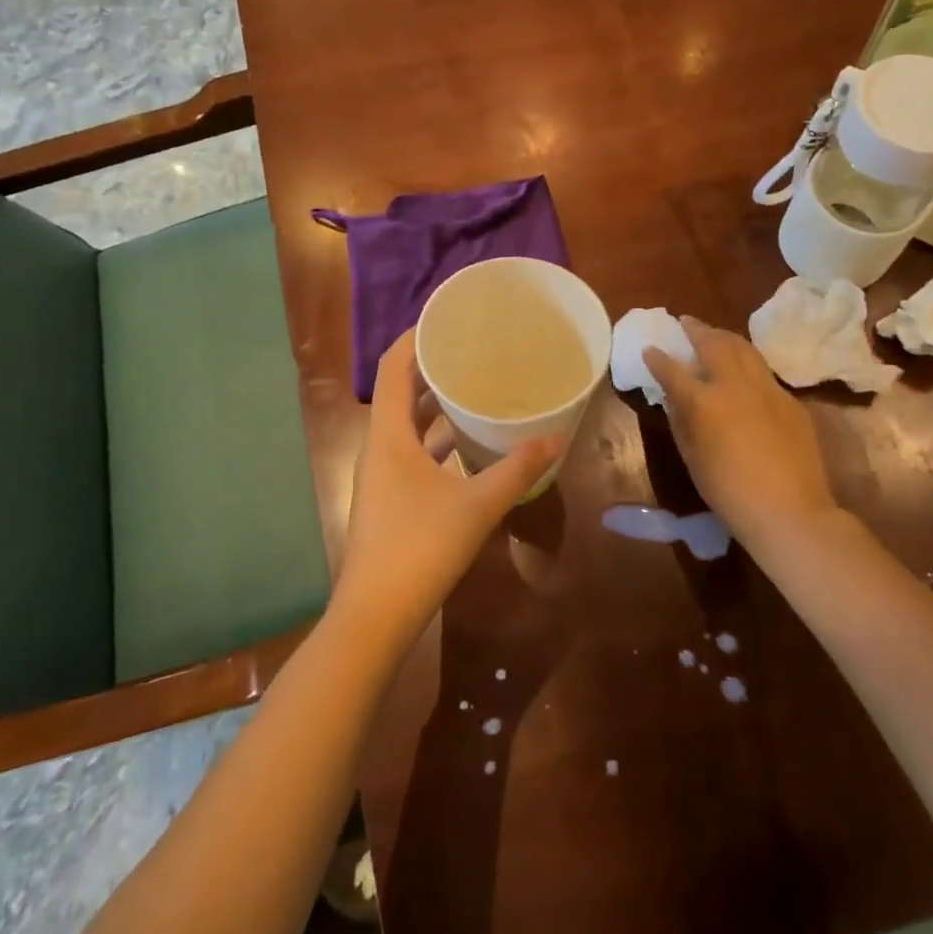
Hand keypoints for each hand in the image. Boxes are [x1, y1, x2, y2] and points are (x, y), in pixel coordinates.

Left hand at [336, 329, 560, 643]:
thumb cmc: (421, 547)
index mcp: (389, 434)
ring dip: (434, 404)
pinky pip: (412, 451)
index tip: (447, 318)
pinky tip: (468, 444)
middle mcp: (380, 446)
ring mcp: (382, 474)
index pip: (394, 366)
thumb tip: (556, 440)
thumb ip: (517, 470)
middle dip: (431, 367)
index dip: (415, 337)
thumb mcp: (477, 504)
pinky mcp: (390, 497)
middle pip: (400, 391)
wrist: (376, 614)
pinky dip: (436, 439)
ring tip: (474, 386)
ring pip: (407, 424)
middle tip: (471, 349)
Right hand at [643, 317, 843, 541]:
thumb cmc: (729, 492)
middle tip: (686, 322)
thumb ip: (681, 421)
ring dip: (724, 337)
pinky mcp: (790, 401)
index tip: (649, 349)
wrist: (790, 511)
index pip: (673, 371)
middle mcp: (735, 385)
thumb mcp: (693, 458)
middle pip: (714, 344)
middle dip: (696, 330)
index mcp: (704, 402)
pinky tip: (744, 372)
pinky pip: (764, 373)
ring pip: (744, 349)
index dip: (658, 358)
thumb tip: (675, 399)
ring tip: (714, 334)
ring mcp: (768, 389)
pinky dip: (748, 364)